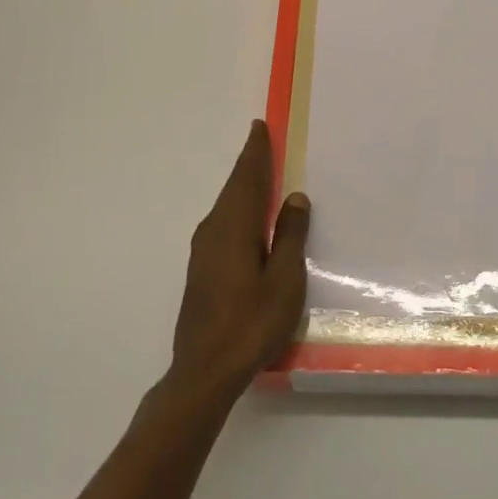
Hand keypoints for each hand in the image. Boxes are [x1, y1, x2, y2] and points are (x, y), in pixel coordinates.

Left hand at [168, 121, 309, 403]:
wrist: (204, 372)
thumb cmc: (251, 323)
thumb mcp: (284, 280)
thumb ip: (290, 235)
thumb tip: (295, 198)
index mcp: (234, 227)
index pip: (247, 178)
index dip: (256, 152)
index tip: (260, 127)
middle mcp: (213, 231)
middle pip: (234, 188)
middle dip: (249, 164)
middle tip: (263, 141)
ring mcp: (204, 251)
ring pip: (227, 205)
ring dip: (244, 186)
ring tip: (261, 172)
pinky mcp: (202, 269)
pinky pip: (223, 222)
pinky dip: (238, 207)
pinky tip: (250, 217)